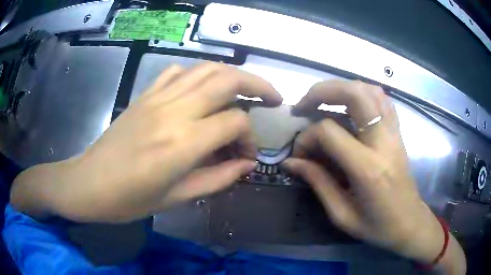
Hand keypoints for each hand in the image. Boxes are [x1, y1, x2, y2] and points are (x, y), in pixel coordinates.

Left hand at [12, 62, 281, 222]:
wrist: (89, 183)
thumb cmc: (129, 200)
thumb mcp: (177, 199)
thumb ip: (217, 179)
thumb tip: (246, 165)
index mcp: (182, 143)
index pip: (235, 122)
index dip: (250, 139)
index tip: (247, 156)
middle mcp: (174, 111)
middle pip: (227, 79)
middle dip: (258, 85)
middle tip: (272, 97)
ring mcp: (157, 97)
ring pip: (206, 69)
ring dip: (232, 75)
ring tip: (245, 90)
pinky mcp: (144, 95)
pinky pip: (177, 72)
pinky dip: (197, 76)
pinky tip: (200, 92)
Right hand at [283, 80, 444, 263]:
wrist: (409, 223)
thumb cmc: (377, 226)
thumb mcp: (342, 214)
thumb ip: (317, 182)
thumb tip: (291, 161)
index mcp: (368, 168)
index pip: (330, 132)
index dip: (307, 137)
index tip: (299, 152)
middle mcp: (383, 142)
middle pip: (354, 94)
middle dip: (322, 92)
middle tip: (304, 105)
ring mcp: (394, 133)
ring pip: (370, 90)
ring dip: (343, 88)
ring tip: (325, 101)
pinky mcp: (398, 132)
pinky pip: (382, 99)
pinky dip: (363, 93)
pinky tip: (351, 105)